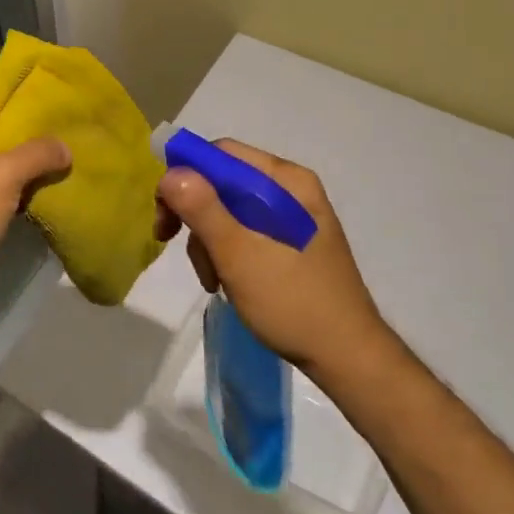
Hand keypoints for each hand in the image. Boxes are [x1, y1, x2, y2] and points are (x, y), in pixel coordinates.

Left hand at [0, 75, 71, 300]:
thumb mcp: (3, 172)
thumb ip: (37, 153)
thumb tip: (66, 148)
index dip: (9, 81)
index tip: (46, 84)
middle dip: (31, 119)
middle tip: (69, 117)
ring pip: (7, 154)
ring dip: (35, 155)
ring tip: (73, 147)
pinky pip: (10, 184)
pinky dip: (31, 182)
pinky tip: (61, 180)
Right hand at [156, 140, 389, 377]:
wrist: (348, 358)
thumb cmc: (292, 301)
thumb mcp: (238, 254)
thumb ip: (202, 208)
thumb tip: (169, 172)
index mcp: (286, 180)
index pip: (222, 154)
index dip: (185, 176)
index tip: (165, 214)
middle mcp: (291, 189)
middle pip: (223, 182)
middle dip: (196, 215)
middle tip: (171, 243)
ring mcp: (293, 216)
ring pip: (229, 210)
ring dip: (209, 241)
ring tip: (212, 280)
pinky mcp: (291, 242)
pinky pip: (245, 231)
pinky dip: (227, 252)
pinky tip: (227, 282)